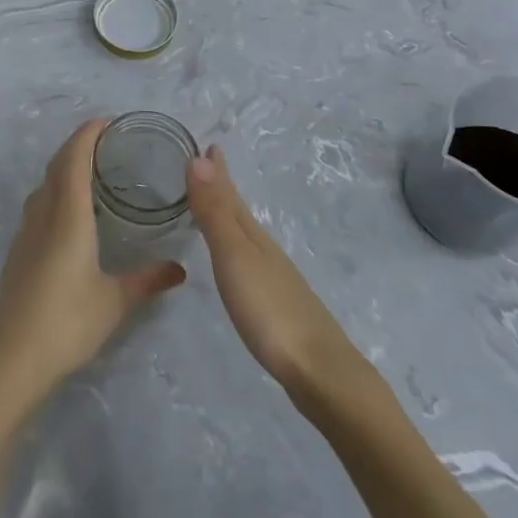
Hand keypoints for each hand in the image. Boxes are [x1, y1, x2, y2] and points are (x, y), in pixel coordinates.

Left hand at [0, 120, 185, 405]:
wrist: (13, 356)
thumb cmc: (68, 322)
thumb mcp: (115, 302)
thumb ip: (148, 280)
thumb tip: (180, 269)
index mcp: (69, 216)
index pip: (75, 159)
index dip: (88, 135)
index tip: (107, 121)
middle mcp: (44, 214)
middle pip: (57, 165)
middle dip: (78, 145)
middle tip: (106, 141)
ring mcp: (27, 231)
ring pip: (44, 184)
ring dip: (64, 167)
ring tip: (90, 170)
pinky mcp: (19, 249)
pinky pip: (38, 204)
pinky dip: (55, 190)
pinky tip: (69, 211)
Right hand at [187, 145, 358, 393]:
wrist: (320, 372)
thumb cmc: (270, 310)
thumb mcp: (235, 256)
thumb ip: (215, 211)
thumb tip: (198, 156)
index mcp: (253, 236)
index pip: (230, 195)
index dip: (218, 171)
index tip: (209, 145)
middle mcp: (265, 250)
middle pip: (240, 212)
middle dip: (223, 188)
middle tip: (208, 164)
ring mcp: (275, 279)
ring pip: (247, 236)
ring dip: (230, 216)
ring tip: (217, 206)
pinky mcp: (278, 306)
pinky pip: (251, 261)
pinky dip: (238, 249)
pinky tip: (239, 263)